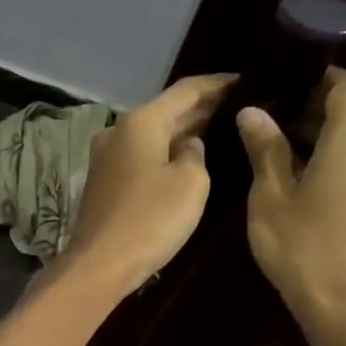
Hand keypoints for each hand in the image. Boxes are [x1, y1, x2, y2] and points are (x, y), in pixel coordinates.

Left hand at [62, 73, 235, 294]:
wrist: (99, 265)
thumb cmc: (150, 220)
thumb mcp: (191, 183)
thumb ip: (196, 154)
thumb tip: (188, 146)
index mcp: (140, 121)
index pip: (186, 90)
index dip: (218, 84)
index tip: (246, 80)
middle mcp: (118, 131)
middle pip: (166, 111)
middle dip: (201, 108)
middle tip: (239, 106)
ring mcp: (106, 157)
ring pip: (152, 135)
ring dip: (182, 132)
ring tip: (219, 130)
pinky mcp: (104, 182)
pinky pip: (141, 157)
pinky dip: (164, 153)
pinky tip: (186, 160)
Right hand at [238, 68, 345, 332]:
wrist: (339, 302)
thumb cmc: (300, 245)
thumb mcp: (271, 195)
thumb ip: (265, 148)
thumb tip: (252, 110)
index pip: (344, 85)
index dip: (314, 77)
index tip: (279, 81)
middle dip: (310, 105)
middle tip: (264, 113)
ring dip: (317, 132)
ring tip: (271, 141)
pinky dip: (329, 153)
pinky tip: (294, 170)